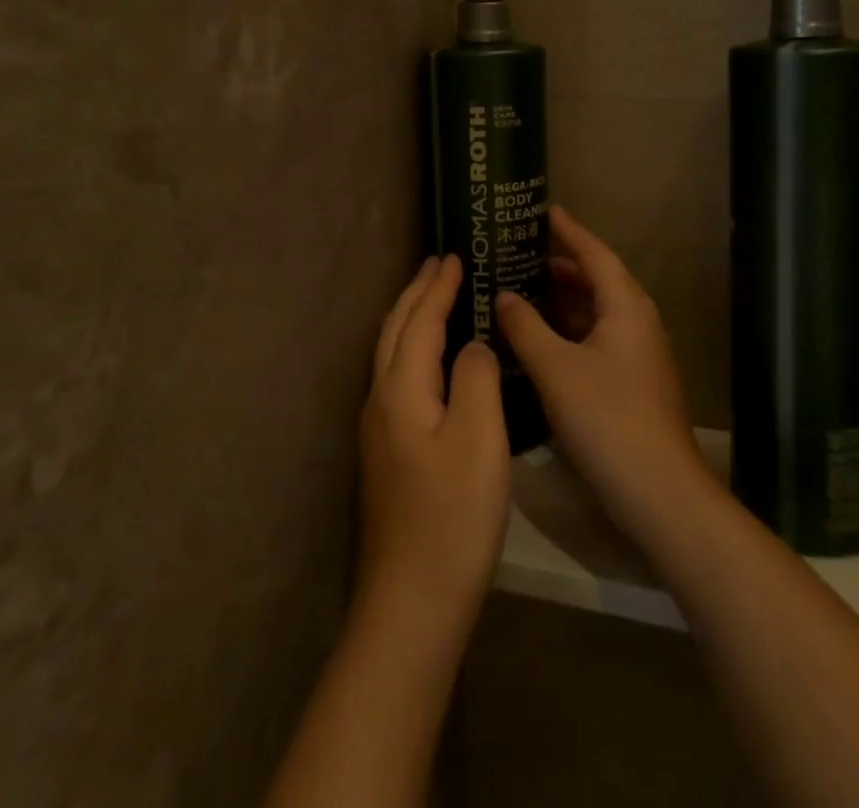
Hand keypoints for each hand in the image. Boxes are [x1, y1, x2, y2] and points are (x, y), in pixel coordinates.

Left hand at [356, 255, 508, 649]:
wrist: (411, 602)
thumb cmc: (453, 516)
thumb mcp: (480, 439)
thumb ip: (476, 377)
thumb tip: (472, 345)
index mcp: (402, 389)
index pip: (419, 321)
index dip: (438, 287)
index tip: (455, 256)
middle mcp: (381, 400)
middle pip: (395, 330)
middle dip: (416, 293)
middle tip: (438, 263)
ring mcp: (378, 429)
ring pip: (390, 353)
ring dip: (410, 317)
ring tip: (431, 298)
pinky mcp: (386, 453)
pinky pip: (396, 375)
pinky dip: (411, 347)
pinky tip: (428, 362)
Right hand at [496, 207, 706, 542]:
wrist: (660, 492)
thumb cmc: (607, 418)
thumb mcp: (555, 368)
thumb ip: (525, 327)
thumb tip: (504, 296)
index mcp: (625, 307)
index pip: (595, 254)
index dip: (569, 231)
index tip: (546, 211)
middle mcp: (638, 323)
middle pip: (599, 281)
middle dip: (564, 267)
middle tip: (524, 257)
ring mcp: (640, 355)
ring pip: (599, 313)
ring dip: (565, 302)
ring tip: (526, 294)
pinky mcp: (635, 383)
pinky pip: (599, 339)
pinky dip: (571, 331)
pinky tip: (542, 343)